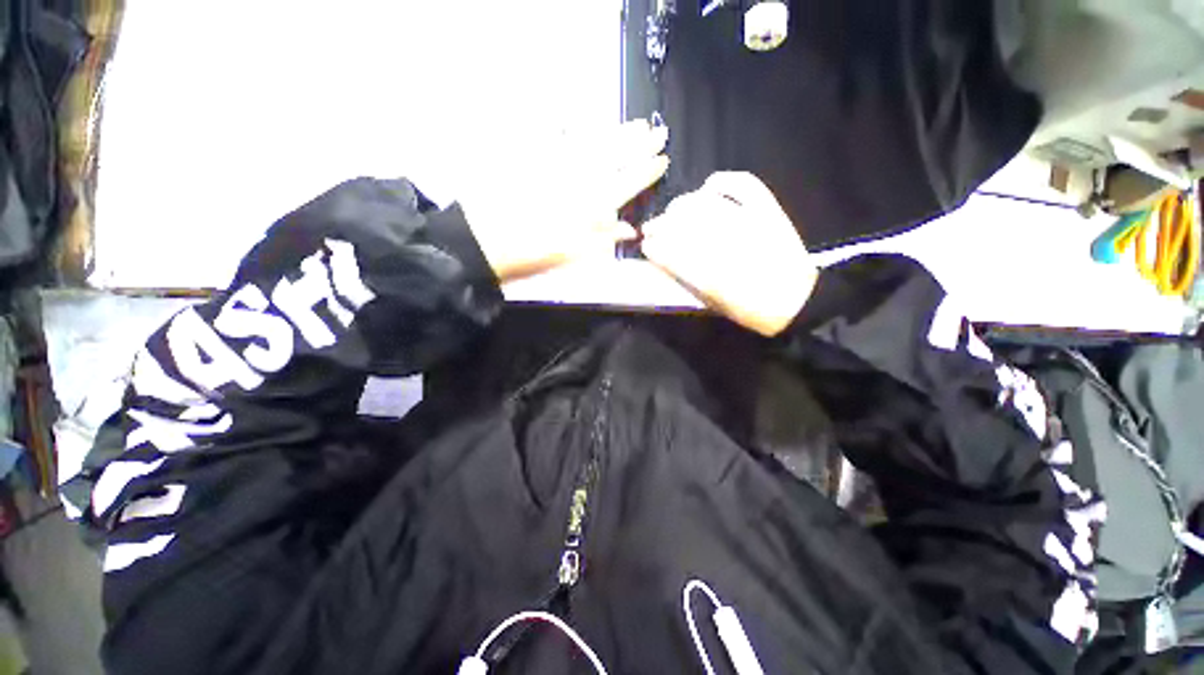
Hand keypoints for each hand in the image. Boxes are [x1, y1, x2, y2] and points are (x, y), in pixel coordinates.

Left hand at [463, 120, 668, 282]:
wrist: (486, 240)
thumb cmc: (533, 253)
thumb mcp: (573, 253)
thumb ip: (603, 237)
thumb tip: (631, 229)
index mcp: (591, 204)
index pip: (627, 182)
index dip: (646, 171)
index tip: (662, 159)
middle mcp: (579, 178)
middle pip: (615, 156)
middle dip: (639, 144)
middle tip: (657, 132)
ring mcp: (557, 164)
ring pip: (594, 142)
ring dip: (617, 132)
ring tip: (634, 124)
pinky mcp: (534, 157)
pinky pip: (554, 136)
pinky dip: (568, 126)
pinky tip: (578, 120)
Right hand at [641, 172, 816, 335]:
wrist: (797, 301)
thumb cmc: (751, 309)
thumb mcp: (714, 303)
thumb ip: (688, 279)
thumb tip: (665, 260)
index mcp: (713, 275)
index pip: (672, 253)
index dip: (654, 247)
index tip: (645, 246)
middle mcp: (728, 245)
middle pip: (684, 225)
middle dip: (661, 225)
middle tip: (651, 228)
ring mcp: (750, 222)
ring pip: (705, 204)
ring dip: (682, 205)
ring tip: (673, 210)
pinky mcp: (768, 210)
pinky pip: (742, 184)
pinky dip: (722, 181)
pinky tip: (708, 186)